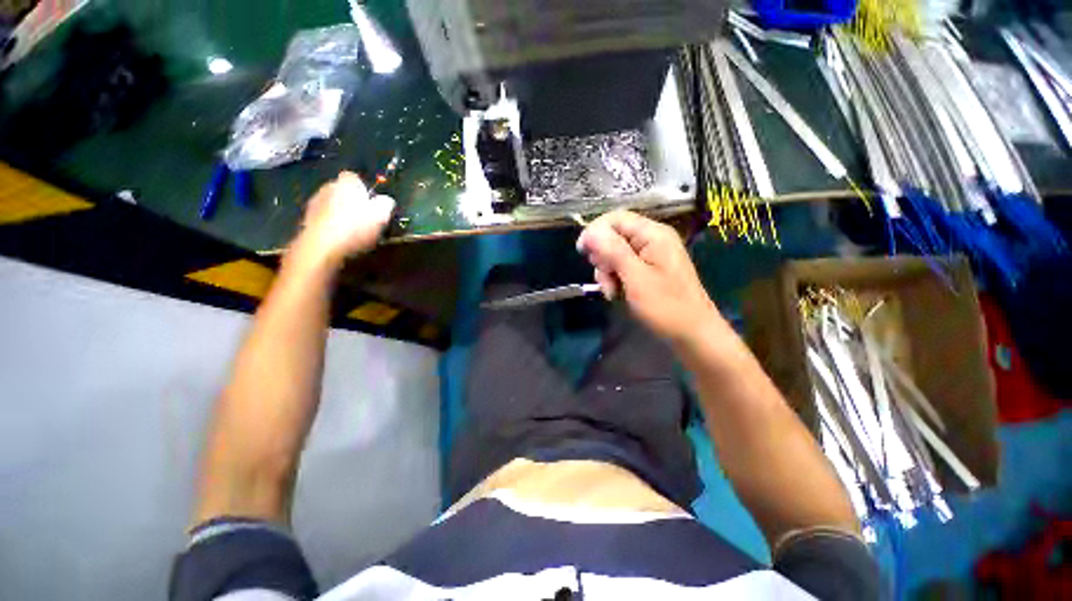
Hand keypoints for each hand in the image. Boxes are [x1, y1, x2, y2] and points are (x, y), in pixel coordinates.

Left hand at [296, 172, 394, 266]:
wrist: (322, 246)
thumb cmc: (355, 227)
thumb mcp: (380, 216)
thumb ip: (385, 204)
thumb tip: (386, 200)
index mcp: (346, 182)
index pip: (356, 178)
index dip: (365, 190)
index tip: (373, 204)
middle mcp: (328, 187)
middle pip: (343, 191)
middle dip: (352, 201)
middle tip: (365, 217)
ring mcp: (315, 202)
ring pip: (333, 204)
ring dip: (341, 213)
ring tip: (354, 230)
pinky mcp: (307, 219)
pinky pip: (325, 218)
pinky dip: (332, 224)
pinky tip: (341, 238)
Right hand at [577, 210, 721, 344]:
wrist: (692, 333)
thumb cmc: (666, 306)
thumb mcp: (636, 278)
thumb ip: (613, 251)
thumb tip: (589, 232)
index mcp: (653, 234)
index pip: (615, 218)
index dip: (595, 231)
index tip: (582, 252)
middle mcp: (652, 238)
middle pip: (613, 236)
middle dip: (602, 257)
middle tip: (606, 279)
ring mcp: (651, 254)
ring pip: (614, 253)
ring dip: (607, 271)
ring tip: (612, 292)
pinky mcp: (648, 268)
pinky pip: (623, 265)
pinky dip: (615, 278)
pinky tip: (616, 293)